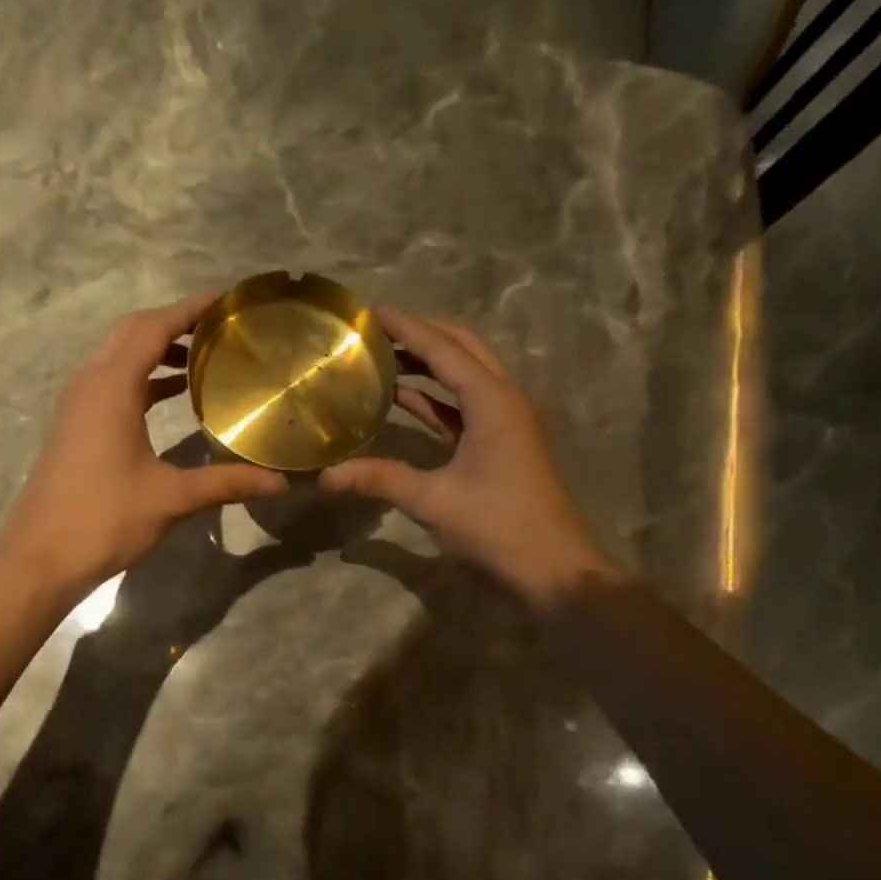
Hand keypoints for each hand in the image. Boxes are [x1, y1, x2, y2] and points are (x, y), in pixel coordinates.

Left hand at [0, 295, 287, 599]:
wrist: (41, 557)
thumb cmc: (105, 519)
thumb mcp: (171, 498)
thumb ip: (226, 483)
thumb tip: (280, 482)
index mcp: (111, 387)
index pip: (152, 328)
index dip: (188, 309)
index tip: (224, 301)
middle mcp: (89, 383)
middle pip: (130, 332)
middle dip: (172, 322)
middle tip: (216, 328)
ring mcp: (76, 404)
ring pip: (116, 356)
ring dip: (154, 348)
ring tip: (201, 357)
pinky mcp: (74, 425)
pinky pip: (109, 381)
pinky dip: (140, 375)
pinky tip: (170, 395)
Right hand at [320, 308, 614, 604]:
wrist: (554, 567)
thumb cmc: (498, 527)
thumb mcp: (433, 501)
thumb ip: (379, 479)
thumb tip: (325, 477)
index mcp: (491, 400)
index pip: (443, 348)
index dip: (406, 327)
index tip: (369, 312)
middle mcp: (503, 398)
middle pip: (461, 348)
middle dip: (421, 334)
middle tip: (376, 331)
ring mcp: (506, 421)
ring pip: (465, 375)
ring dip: (429, 362)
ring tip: (383, 357)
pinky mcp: (502, 442)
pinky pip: (465, 405)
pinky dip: (436, 397)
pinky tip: (403, 398)